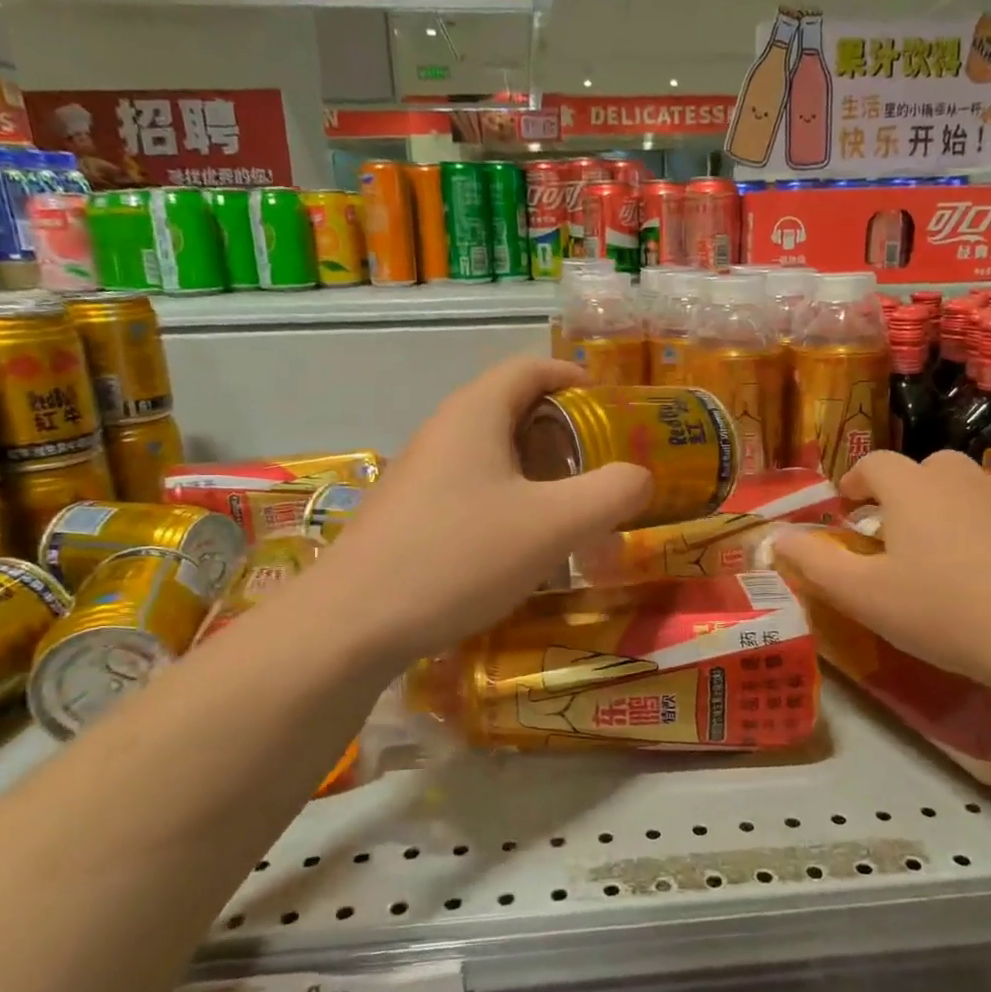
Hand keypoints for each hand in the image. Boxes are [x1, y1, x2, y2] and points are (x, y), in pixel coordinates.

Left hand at [316, 357, 651, 664]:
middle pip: (510, 408)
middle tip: (599, 463)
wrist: (352, 623)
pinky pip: (468, 486)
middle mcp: (442, 431)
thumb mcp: (553, 525)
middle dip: (561, 429)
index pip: (530, 368)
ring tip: (567, 506)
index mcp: (475, 413)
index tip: (611, 406)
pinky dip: (504, 497)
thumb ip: (611, 493)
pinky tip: (517, 543)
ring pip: (488, 452)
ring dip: (533, 468)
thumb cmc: (459, 556)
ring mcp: (418, 473)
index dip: (573, 377)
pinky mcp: (406, 512)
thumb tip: (639, 477)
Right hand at [773, 450, 990, 698]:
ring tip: (949, 549)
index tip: (849, 507)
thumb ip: (814, 564)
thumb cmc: (947, 612)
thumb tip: (776, 538)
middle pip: (925, 468)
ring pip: (971, 486)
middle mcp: (962, 477)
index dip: (856, 481)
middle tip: (897, 533)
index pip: (874, 463)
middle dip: (905, 492)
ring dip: (952, 506)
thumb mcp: (865, 597)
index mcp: (912, 488)